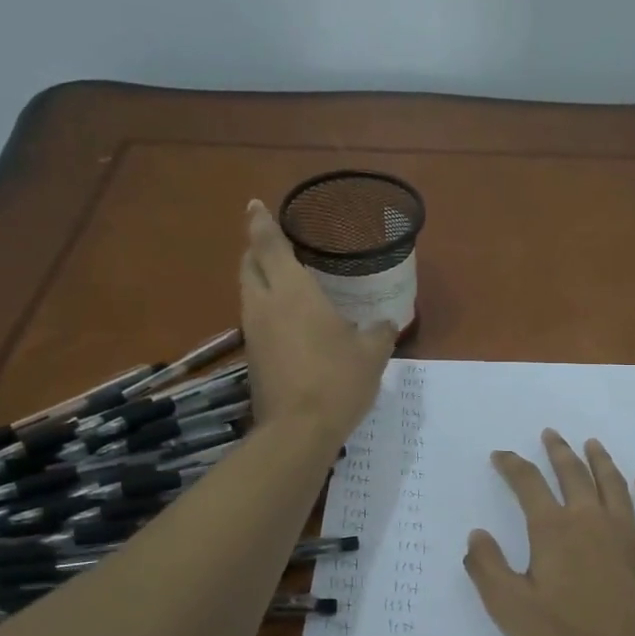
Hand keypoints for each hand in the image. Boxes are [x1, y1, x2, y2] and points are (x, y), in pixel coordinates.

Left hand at [239, 200, 395, 441]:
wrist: (298, 430)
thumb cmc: (337, 380)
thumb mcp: (372, 354)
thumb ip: (379, 332)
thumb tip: (386, 323)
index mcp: (293, 292)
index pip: (269, 245)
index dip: (261, 222)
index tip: (254, 205)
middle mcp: (265, 305)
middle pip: (249, 266)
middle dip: (256, 250)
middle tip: (273, 244)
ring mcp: (253, 333)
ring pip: (248, 294)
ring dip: (259, 280)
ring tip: (282, 280)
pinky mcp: (252, 358)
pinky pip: (255, 320)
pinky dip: (265, 309)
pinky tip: (287, 321)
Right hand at [464, 429, 634, 635]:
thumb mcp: (511, 610)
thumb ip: (488, 569)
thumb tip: (476, 535)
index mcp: (553, 529)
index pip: (528, 484)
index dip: (512, 466)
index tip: (501, 455)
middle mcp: (591, 518)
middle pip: (573, 473)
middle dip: (558, 451)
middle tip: (551, 434)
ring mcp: (629, 531)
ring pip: (613, 484)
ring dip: (600, 461)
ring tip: (592, 444)